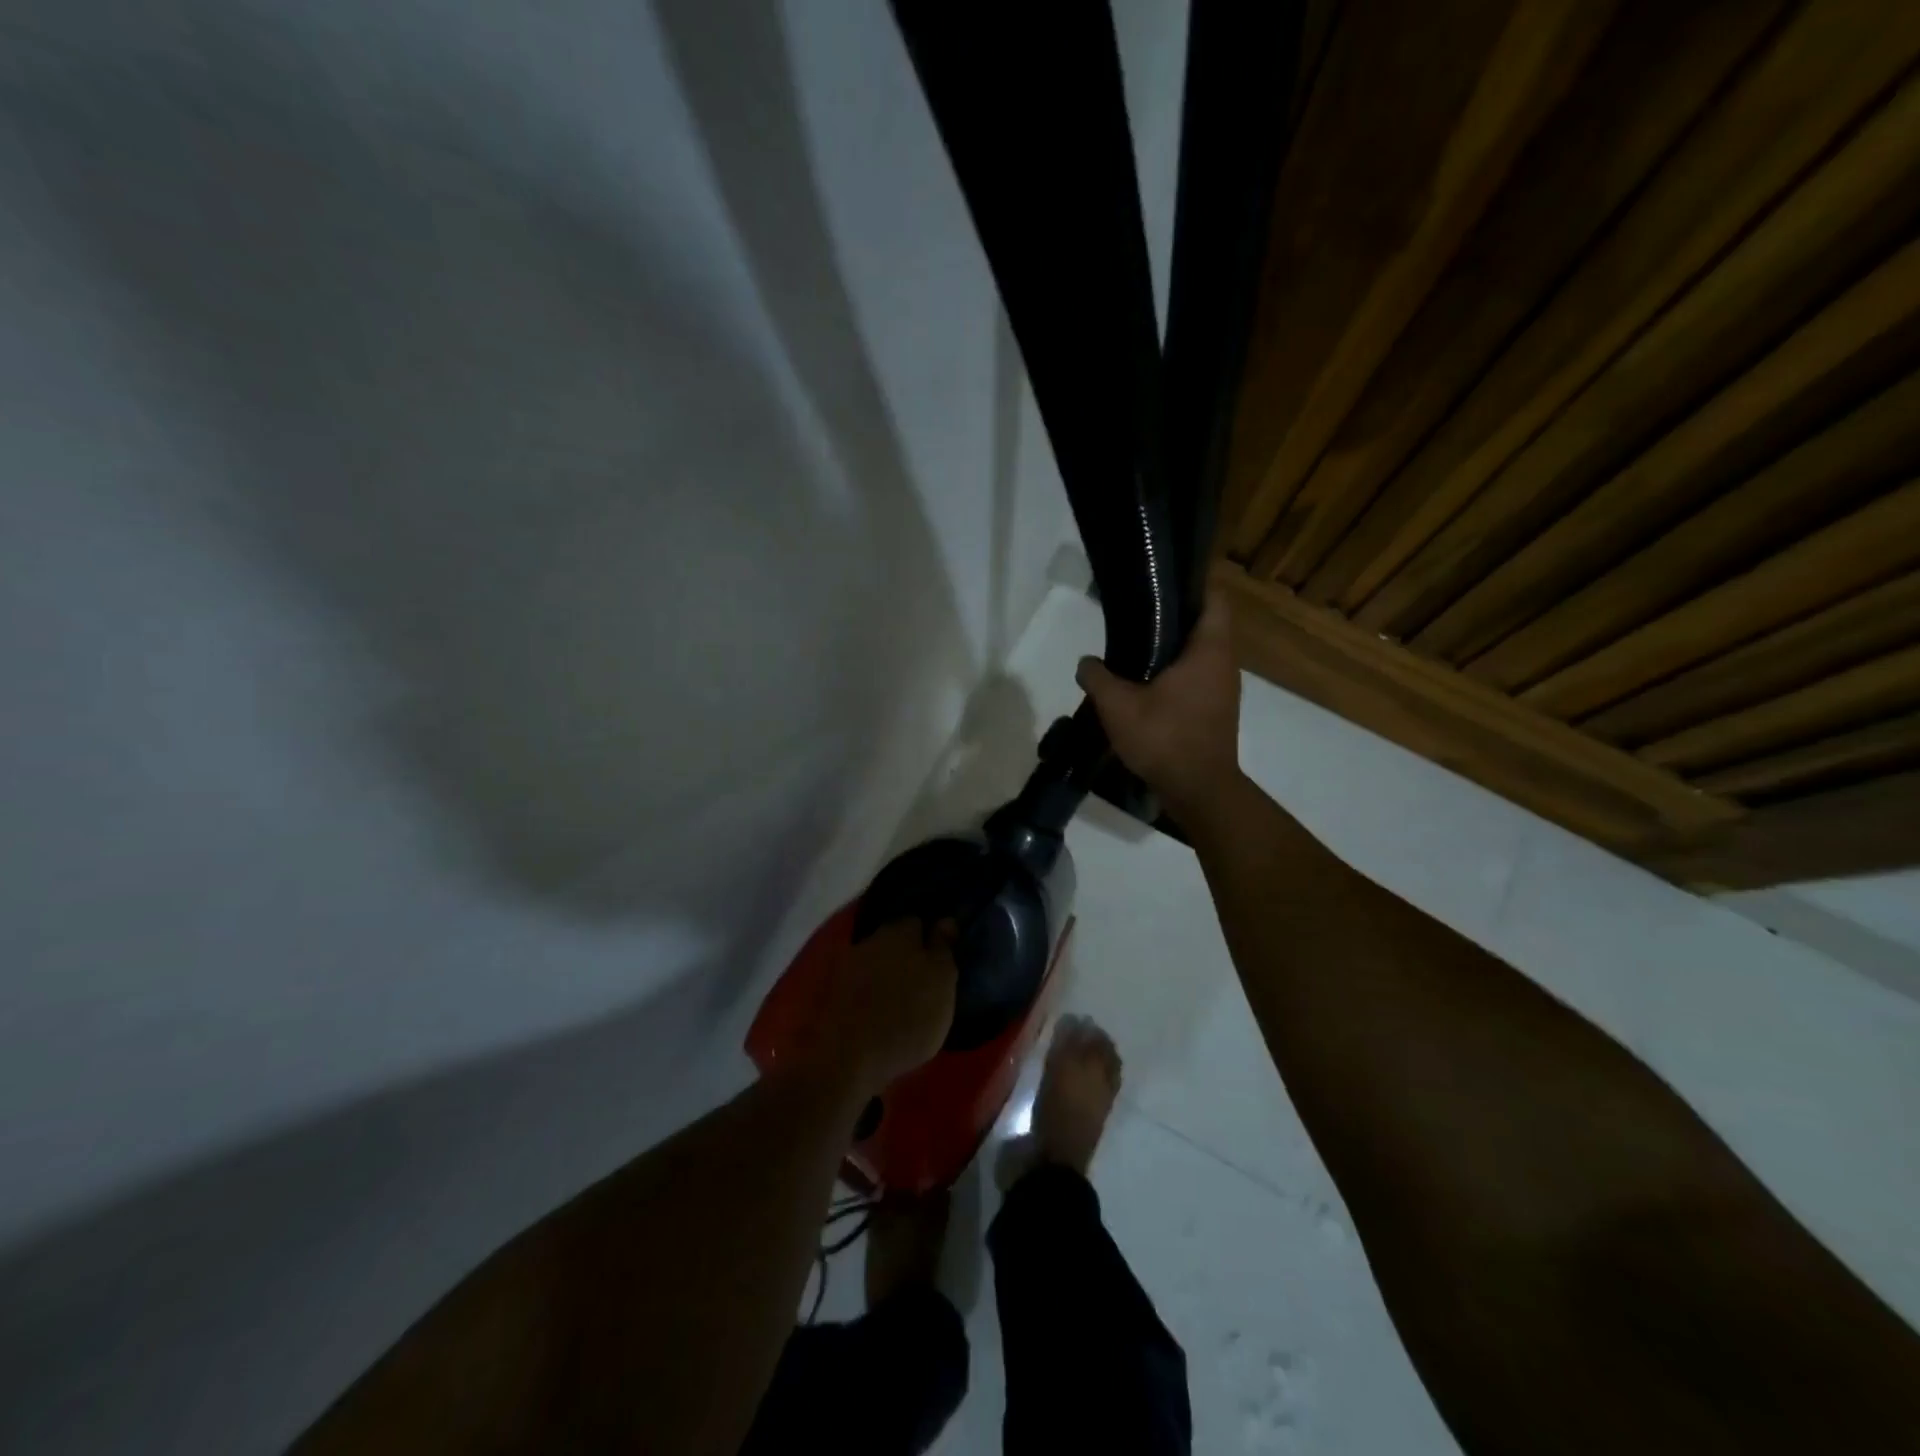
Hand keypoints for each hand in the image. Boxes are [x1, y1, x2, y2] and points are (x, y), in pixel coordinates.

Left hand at [816, 918, 958, 1092]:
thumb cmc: (908, 1017)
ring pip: (875, 958)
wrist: (850, 1057)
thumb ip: (943, 949)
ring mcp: (849, 963)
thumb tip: (946, 920)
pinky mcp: (834, 990)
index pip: (918, 922)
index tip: (939, 955)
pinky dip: (869, 989)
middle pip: (894, 938)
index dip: (929, 936)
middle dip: (906, 952)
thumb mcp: (942, 982)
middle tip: (922, 977)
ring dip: (886, 970)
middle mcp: (872, 939)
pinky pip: (859, 980)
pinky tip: (878, 1007)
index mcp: (901, 932)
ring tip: (899, 996)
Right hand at [1076, 583, 1243, 823]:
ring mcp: (1225, 689)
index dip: (1191, 585)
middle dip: (1173, 617)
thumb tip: (1086, 662)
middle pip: (1205, 624)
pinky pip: (1198, 677)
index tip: (1159, 585)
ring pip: (1201, 653)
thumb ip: (1098, 677)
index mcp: (1209, 649)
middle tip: (1136, 615)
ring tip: (1135, 649)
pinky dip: (1177, 673)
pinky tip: (1146, 685)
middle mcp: (1225, 663)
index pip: (1214, 598)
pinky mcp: (1217, 710)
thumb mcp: (1118, 706)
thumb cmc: (1165, 738)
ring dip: (1173, 649)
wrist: (1198, 791)